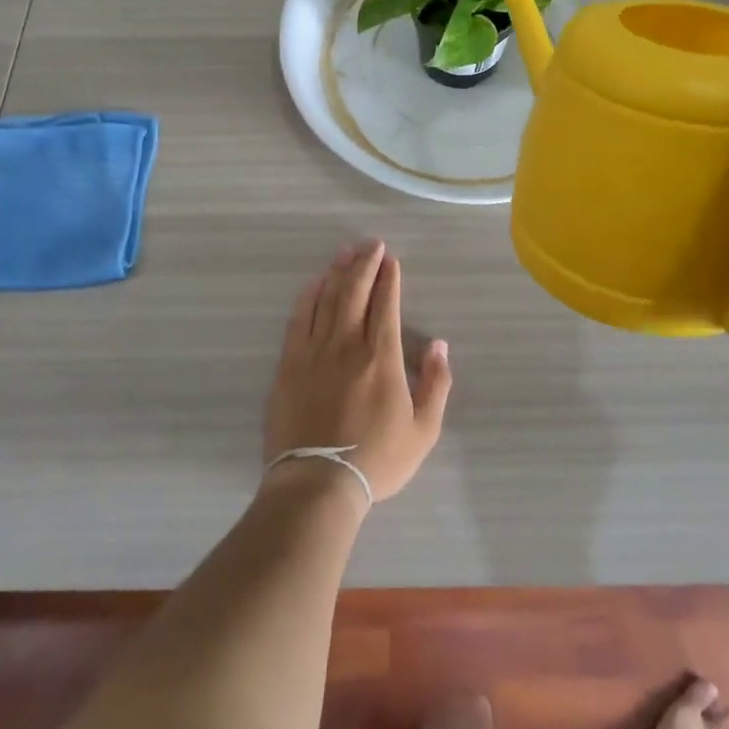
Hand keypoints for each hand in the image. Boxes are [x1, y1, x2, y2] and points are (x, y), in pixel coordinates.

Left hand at [264, 239, 451, 504]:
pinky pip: (298, 319)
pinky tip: (314, 283)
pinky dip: (308, 297)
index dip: (389, 279)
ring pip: (327, 299)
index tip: (391, 260)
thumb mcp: (423, 431)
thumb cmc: (376, 460)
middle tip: (371, 244)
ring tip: (346, 251)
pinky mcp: (289, 364)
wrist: (317, 484)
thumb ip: (436, 384)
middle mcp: (348, 345)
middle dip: (365, 264)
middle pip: (356, 293)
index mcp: (382, 358)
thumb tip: (440, 345)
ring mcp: (314, 352)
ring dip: (338, 272)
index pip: (387, 306)